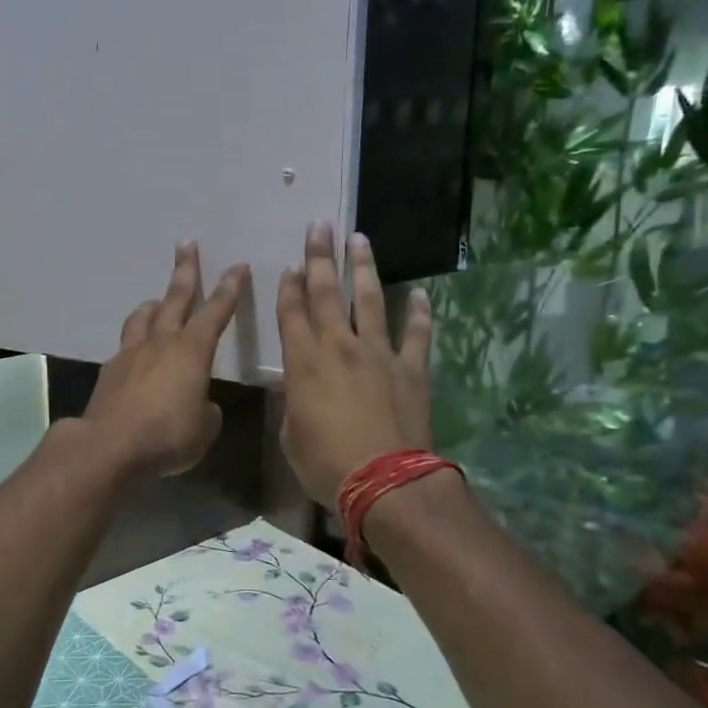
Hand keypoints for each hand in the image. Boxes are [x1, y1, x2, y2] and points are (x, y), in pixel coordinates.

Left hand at [83, 244, 249, 480]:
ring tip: (157, 301)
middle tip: (187, 245)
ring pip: (143, 317)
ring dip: (153, 305)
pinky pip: (125, 346)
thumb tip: (202, 405)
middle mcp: (161, 343)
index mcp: (192, 351)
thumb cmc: (167, 436)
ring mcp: (131, 354)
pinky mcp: (109, 371)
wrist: (110, 446)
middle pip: (175, 299)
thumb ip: (207, 411)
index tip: (238, 266)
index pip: (216, 312)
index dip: (230, 288)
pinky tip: (135, 355)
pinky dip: (135, 342)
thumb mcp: (204, 429)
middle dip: (185, 271)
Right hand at [276, 224, 432, 505]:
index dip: (288, 287)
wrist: (385, 481)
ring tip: (360, 240)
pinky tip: (419, 295)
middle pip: (326, 294)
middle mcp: (340, 347)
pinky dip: (418, 313)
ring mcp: (379, 354)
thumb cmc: (326, 464)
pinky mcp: (411, 368)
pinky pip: (416, 334)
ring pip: (369, 301)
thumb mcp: (291, 435)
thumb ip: (295, 402)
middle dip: (319, 257)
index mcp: (304, 363)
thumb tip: (301, 388)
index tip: (290, 264)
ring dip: (363, 268)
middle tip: (319, 226)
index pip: (291, 313)